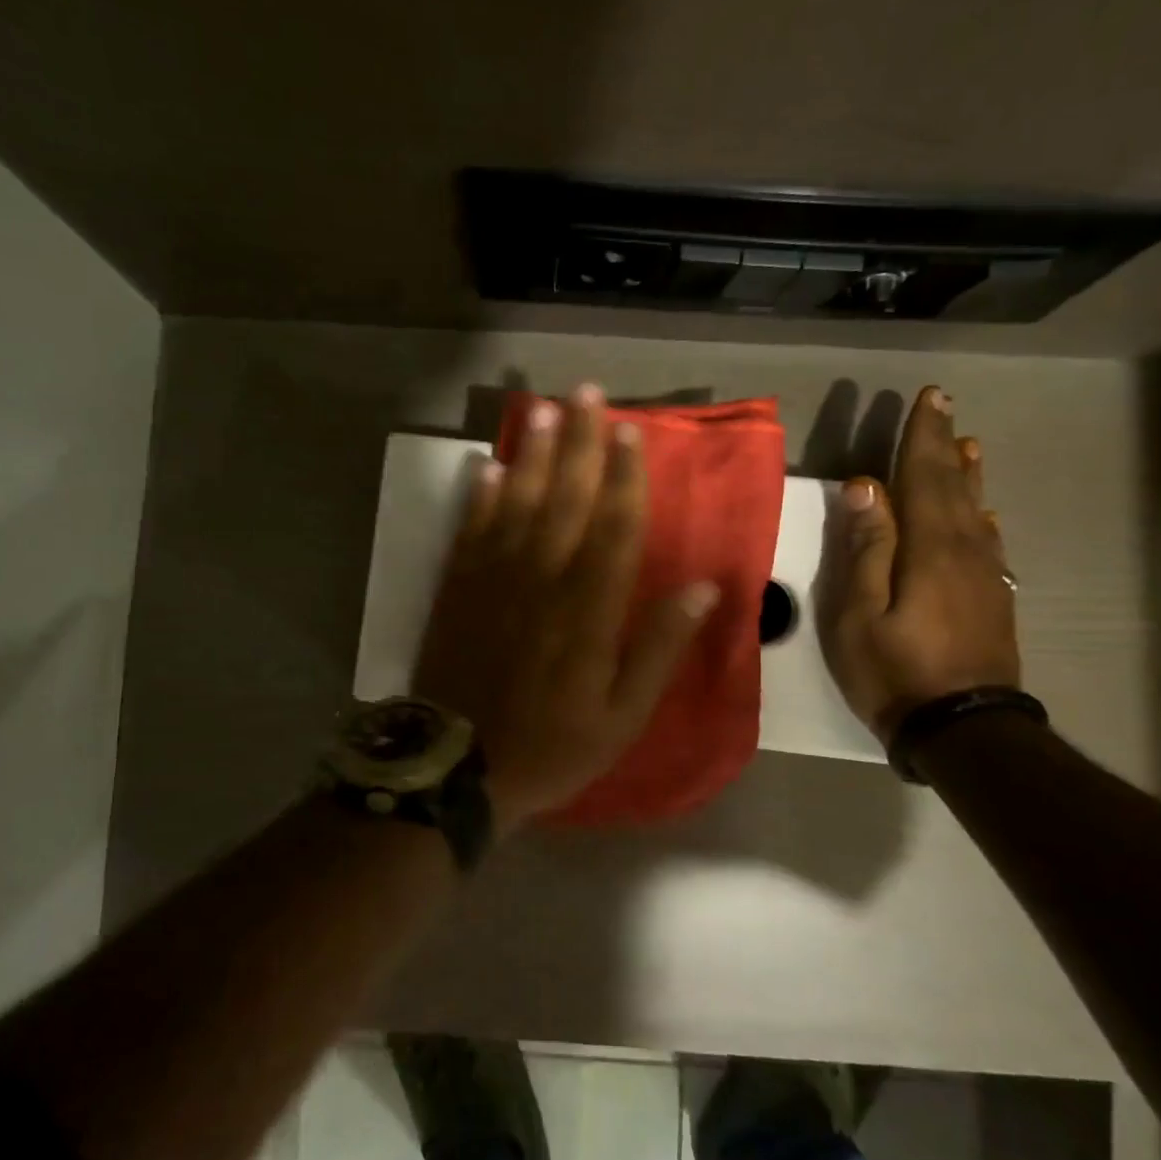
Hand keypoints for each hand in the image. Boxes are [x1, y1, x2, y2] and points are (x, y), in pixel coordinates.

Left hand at [414, 385, 720, 834]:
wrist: (460, 767)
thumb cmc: (552, 746)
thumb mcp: (622, 716)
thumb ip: (659, 648)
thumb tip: (703, 588)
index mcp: (589, 611)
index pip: (614, 528)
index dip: (624, 477)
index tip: (630, 432)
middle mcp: (542, 581)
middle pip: (565, 500)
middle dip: (578, 444)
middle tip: (585, 392)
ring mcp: (493, 582)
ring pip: (516, 505)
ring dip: (530, 455)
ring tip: (541, 410)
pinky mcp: (457, 591)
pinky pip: (469, 532)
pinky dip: (477, 497)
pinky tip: (484, 466)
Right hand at [817, 385, 1020, 744]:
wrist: (962, 727)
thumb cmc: (894, 670)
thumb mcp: (859, 613)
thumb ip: (866, 548)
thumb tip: (865, 486)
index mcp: (930, 547)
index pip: (924, 476)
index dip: (922, 437)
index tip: (926, 397)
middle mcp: (965, 550)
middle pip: (953, 486)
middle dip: (943, 444)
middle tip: (943, 405)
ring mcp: (985, 576)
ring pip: (975, 510)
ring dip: (966, 475)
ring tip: (967, 446)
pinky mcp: (992, 599)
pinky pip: (987, 542)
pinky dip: (980, 516)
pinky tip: (982, 514)